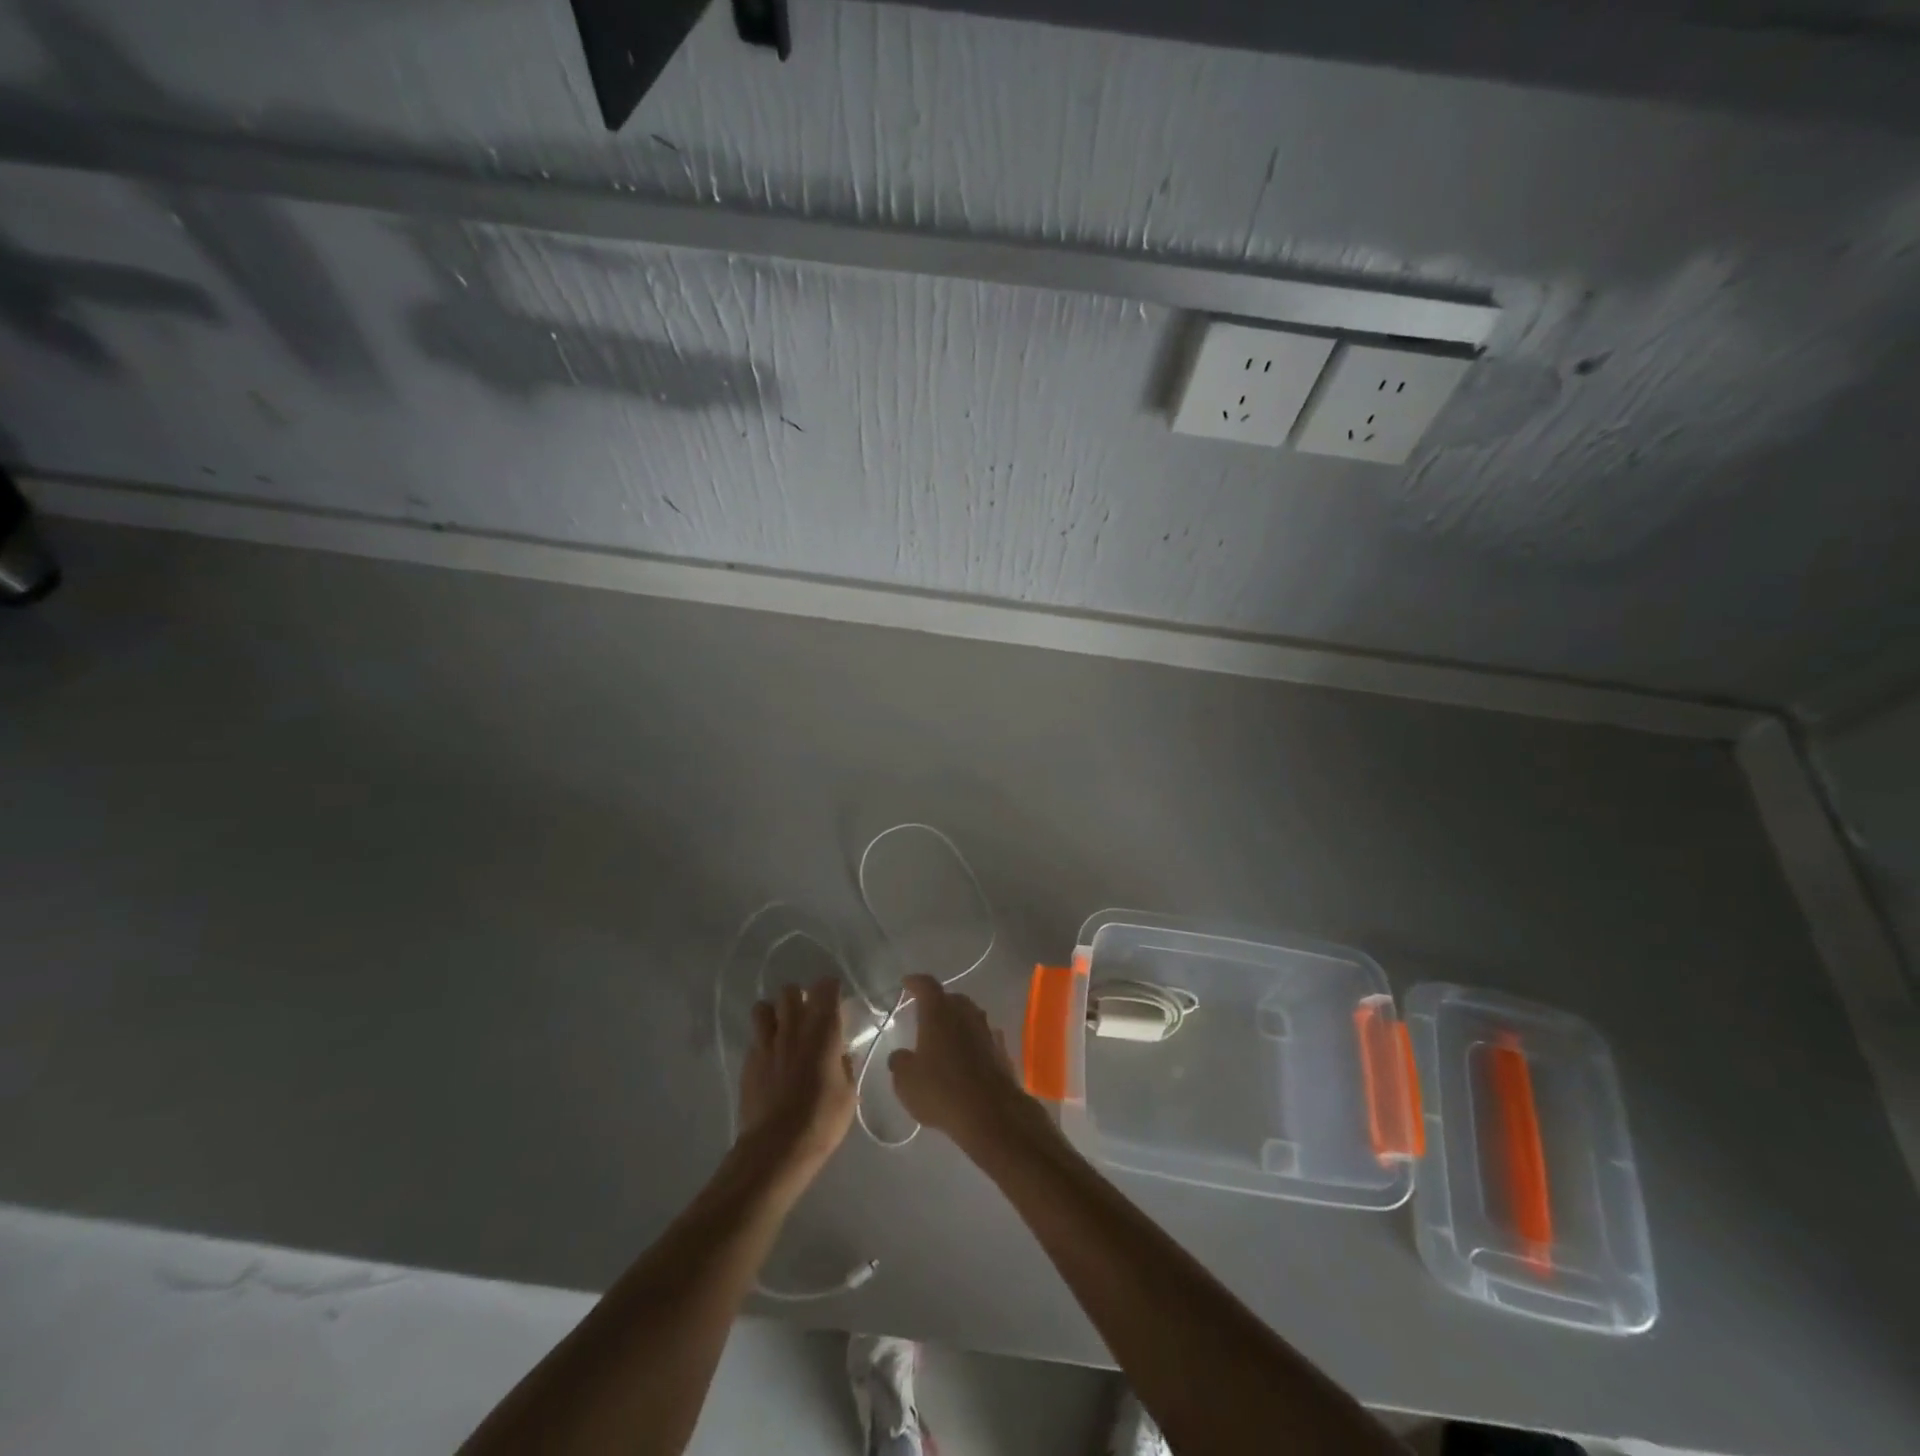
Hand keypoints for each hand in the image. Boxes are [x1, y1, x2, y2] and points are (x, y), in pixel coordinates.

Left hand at [737, 977, 856, 1184]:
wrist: (777, 1148)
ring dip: (774, 1014)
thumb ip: (845, 1065)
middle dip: (799, 997)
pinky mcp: (748, 1062)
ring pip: (763, 1007)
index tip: (836, 1002)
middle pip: (790, 990)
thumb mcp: (849, 1093)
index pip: (825, 987)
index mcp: (822, 1030)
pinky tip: (771, 1060)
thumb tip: (841, 1054)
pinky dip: (763, 1041)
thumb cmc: (821, 1119)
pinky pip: (754, 1038)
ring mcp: (766, 1043)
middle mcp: (792, 1028)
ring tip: (783, 1032)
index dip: (831, 990)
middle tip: (808, 1017)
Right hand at [888, 975, 1048, 1153]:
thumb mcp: (906, 1082)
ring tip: (945, 1037)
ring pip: (970, 1016)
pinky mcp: (1001, 1050)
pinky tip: (967, 1056)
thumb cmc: (941, 1090)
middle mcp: (965, 1013)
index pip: (926, 985)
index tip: (906, 983)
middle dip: (938, 1003)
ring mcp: (987, 1030)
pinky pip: (983, 1037)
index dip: (915, 982)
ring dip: (958, 1022)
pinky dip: (973, 1041)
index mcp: (938, 1012)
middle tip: (925, 1015)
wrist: (991, 1113)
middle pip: (951, 998)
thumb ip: (900, 1063)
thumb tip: (900, 1056)